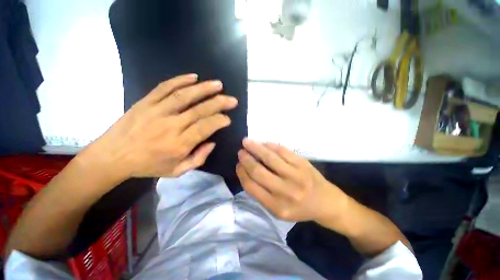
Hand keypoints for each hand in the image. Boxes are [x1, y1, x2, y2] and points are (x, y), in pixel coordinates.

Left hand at [86, 74, 237, 178]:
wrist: (113, 156)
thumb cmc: (148, 166)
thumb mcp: (177, 172)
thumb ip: (198, 158)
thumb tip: (212, 142)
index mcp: (179, 144)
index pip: (205, 127)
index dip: (219, 121)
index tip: (228, 118)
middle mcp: (170, 126)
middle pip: (199, 110)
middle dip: (219, 103)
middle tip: (232, 99)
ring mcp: (157, 111)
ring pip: (184, 96)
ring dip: (204, 89)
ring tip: (218, 84)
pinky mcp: (146, 102)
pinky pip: (164, 88)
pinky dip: (180, 80)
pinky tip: (193, 77)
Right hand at [236, 139, 347, 222]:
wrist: (326, 203)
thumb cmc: (299, 208)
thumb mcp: (278, 209)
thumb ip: (261, 193)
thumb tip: (246, 171)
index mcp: (277, 206)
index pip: (251, 186)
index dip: (242, 173)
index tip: (238, 164)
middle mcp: (286, 191)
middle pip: (259, 171)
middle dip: (246, 159)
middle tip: (240, 151)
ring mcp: (296, 176)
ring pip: (270, 158)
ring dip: (256, 148)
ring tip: (247, 142)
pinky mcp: (303, 164)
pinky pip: (283, 151)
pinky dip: (271, 145)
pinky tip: (264, 143)